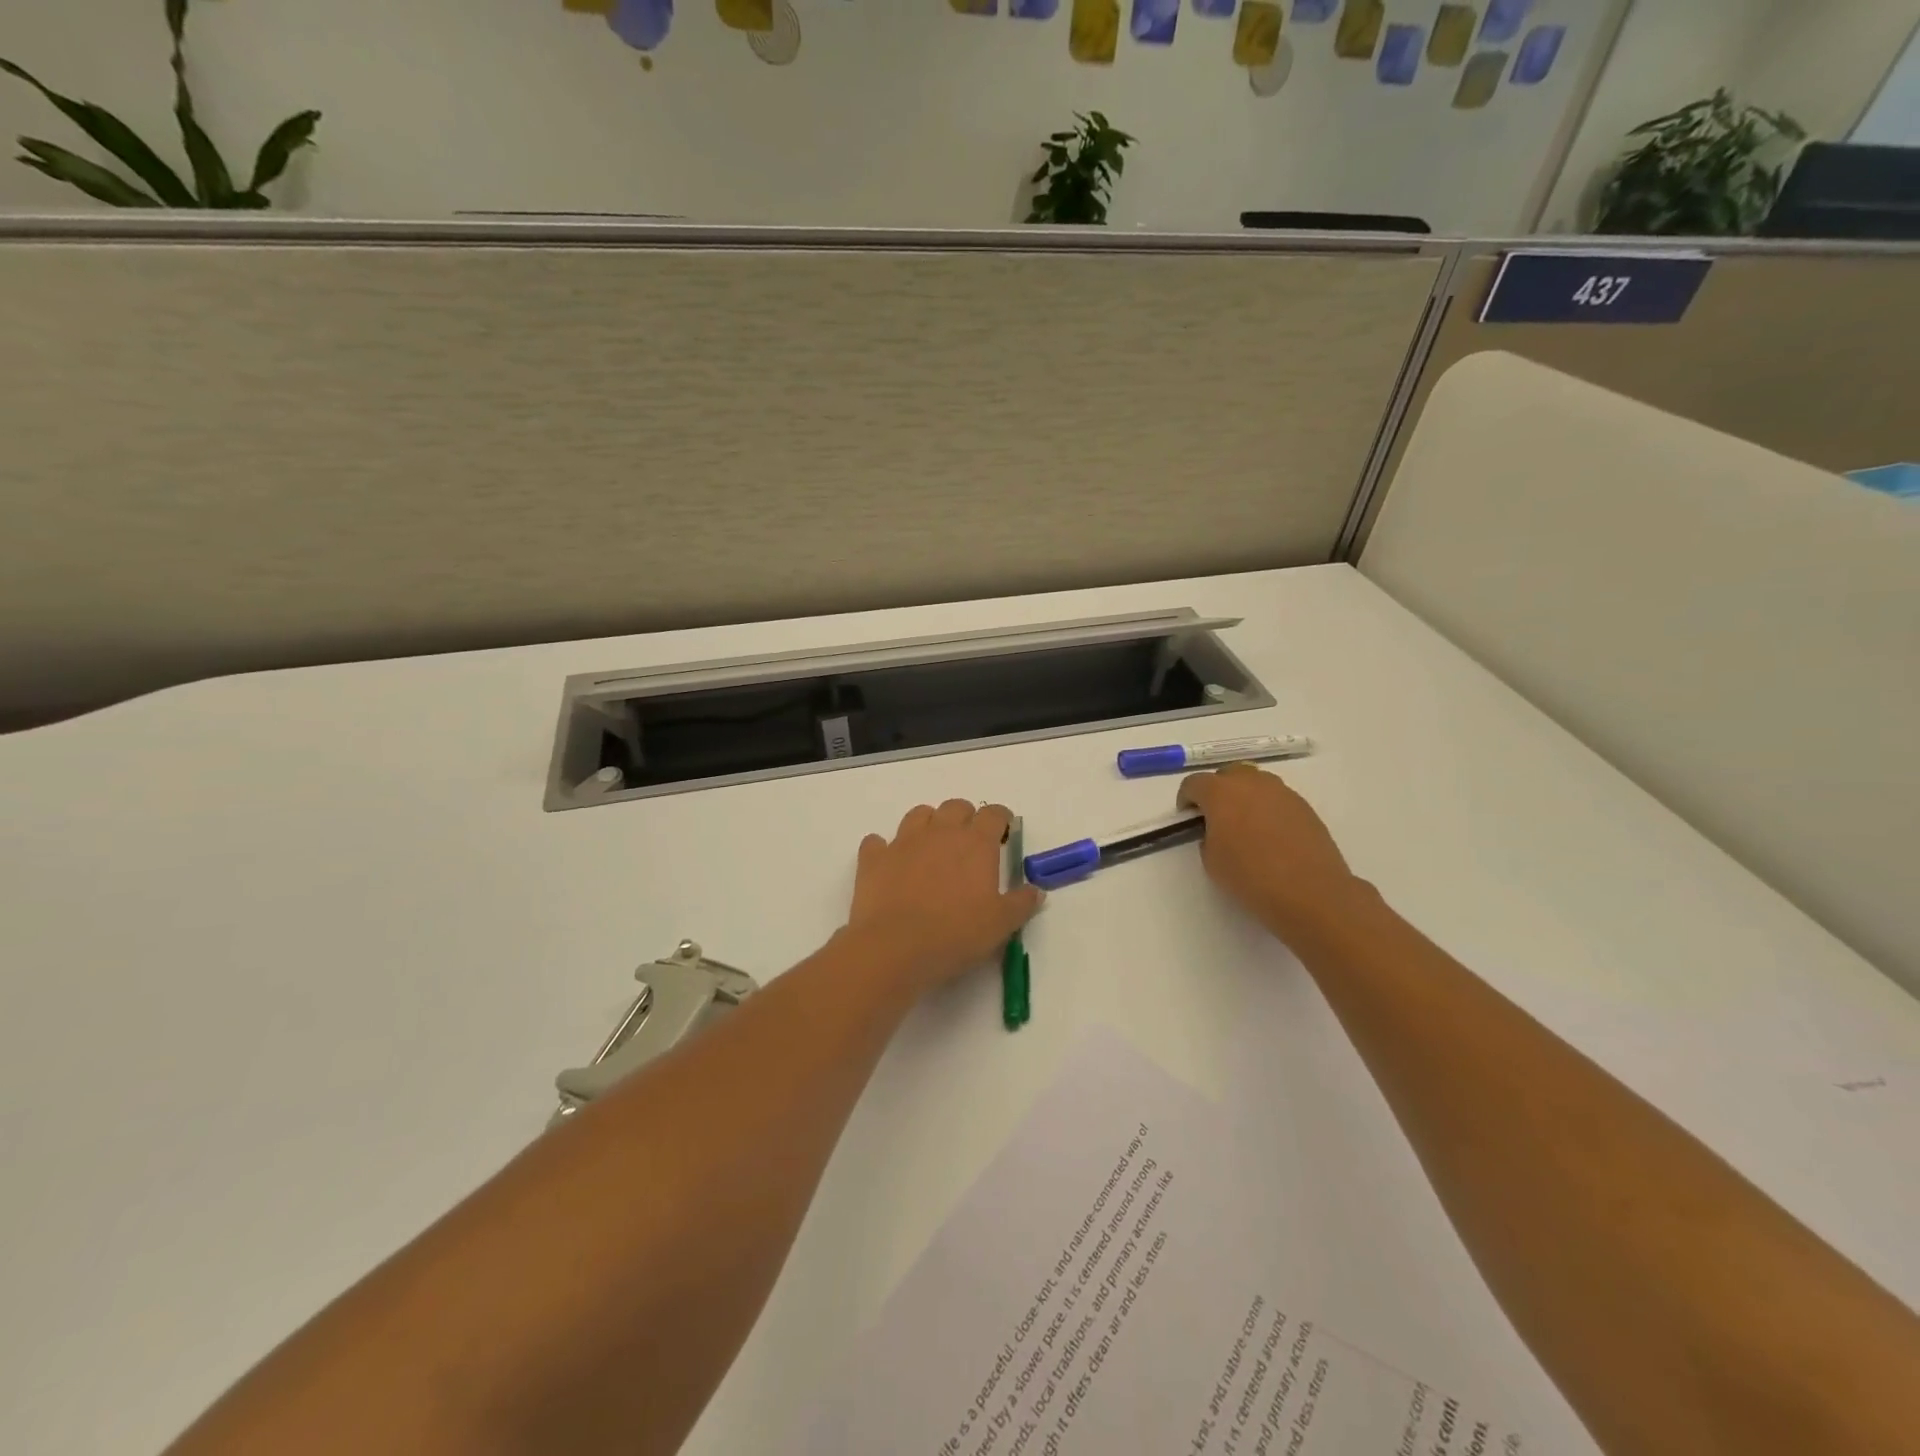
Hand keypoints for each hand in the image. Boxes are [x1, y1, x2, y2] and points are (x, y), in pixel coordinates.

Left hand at [844, 800, 1043, 996]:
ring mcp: (903, 842)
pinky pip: (877, 841)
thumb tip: (1036, 890)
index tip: (1003, 831)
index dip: (1000, 819)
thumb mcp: (1001, 925)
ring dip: (928, 823)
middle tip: (969, 842)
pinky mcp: (874, 858)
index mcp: (975, 843)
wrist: (895, 947)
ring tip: (932, 846)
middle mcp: (940, 833)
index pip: (993, 814)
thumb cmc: (956, 934)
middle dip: (965, 817)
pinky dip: (884, 848)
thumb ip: (1021, 903)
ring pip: (919, 814)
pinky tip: (890, 863)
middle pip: (956, 807)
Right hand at [1178, 764, 1365, 944]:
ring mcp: (1282, 792)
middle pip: (1228, 774)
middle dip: (1217, 791)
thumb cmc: (1251, 877)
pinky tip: (1270, 835)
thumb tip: (1218, 830)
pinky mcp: (1304, 806)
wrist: (1310, 892)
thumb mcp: (1211, 860)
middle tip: (1216, 817)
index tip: (1188, 817)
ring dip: (1245, 796)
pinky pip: (1277, 798)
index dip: (1186, 798)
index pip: (1194, 783)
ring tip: (1245, 825)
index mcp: (1221, 793)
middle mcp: (1251, 782)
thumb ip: (1208, 836)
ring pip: (1255, 783)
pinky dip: (1267, 808)